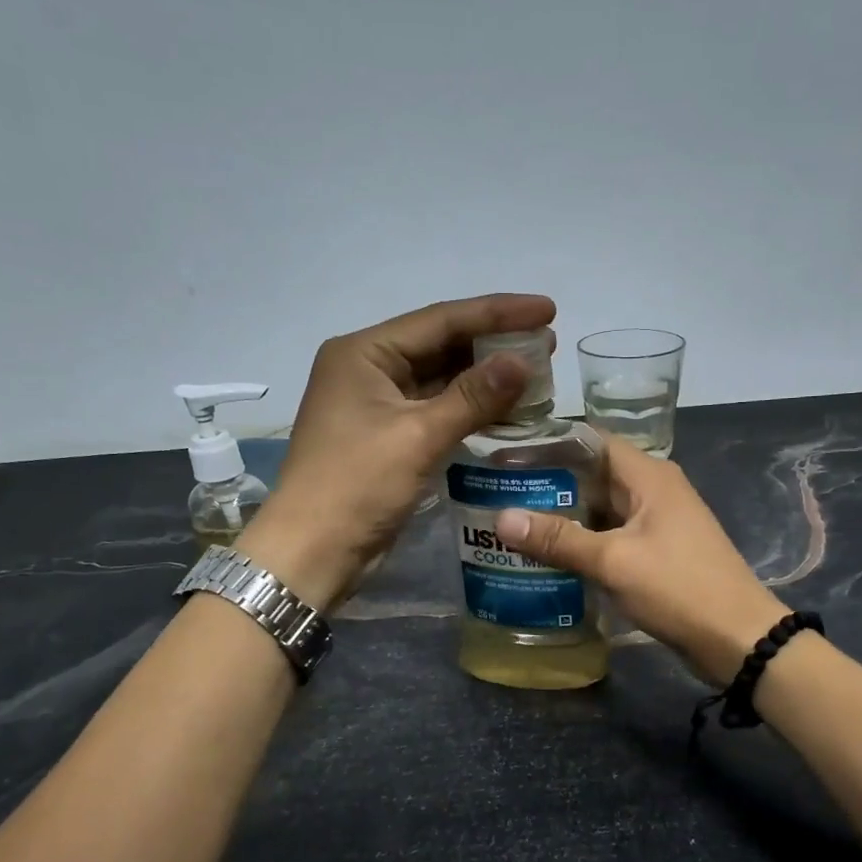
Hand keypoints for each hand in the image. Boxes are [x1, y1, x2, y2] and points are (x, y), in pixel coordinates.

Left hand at [238, 293, 553, 607]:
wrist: (313, 551)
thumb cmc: (358, 485)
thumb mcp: (419, 436)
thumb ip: (473, 396)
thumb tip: (523, 362)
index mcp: (364, 353)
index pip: (441, 320)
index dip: (498, 313)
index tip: (548, 309)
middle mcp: (368, 369)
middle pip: (441, 345)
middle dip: (494, 343)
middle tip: (547, 342)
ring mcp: (377, 405)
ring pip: (441, 379)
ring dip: (485, 377)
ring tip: (536, 372)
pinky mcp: (388, 437)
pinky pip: (436, 410)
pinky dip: (470, 409)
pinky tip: (506, 408)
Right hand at [494, 438, 786, 684]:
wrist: (736, 638)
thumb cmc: (678, 588)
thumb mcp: (613, 561)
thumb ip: (558, 539)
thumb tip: (500, 518)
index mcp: (649, 476)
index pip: (591, 441)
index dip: (550, 443)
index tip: (507, 453)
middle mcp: (653, 490)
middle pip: (593, 475)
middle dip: (549, 484)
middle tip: (498, 492)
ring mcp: (656, 523)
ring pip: (600, 509)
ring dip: (563, 516)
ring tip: (512, 522)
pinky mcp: (656, 553)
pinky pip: (611, 537)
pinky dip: (582, 542)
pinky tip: (548, 556)